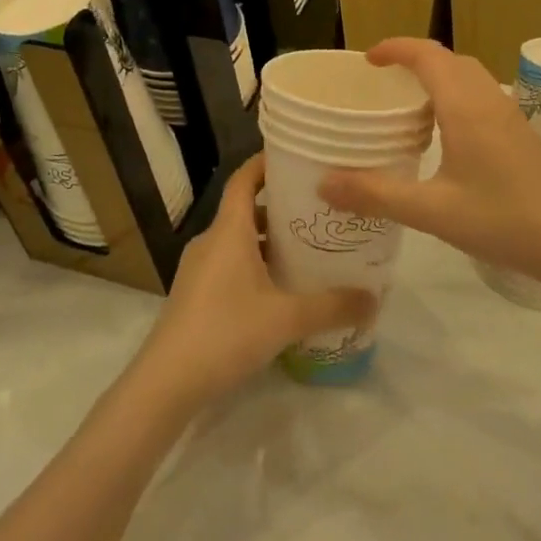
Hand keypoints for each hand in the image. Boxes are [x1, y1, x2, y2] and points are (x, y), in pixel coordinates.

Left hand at [137, 154, 376, 409]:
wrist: (166, 383)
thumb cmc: (226, 333)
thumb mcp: (287, 319)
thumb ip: (332, 306)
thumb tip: (373, 298)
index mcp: (228, 231)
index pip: (244, 178)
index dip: (266, 163)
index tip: (298, 158)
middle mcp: (211, 241)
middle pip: (245, 209)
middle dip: (280, 207)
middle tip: (320, 212)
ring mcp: (199, 269)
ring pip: (238, 240)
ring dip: (269, 240)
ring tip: (308, 250)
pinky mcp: (196, 294)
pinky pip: (230, 264)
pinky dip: (256, 264)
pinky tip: (281, 289)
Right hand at [319, 39, 540, 280]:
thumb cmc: (502, 220)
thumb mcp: (432, 212)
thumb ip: (376, 195)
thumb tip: (324, 183)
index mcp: (465, 107)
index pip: (427, 55)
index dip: (395, 48)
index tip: (367, 60)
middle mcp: (488, 100)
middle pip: (449, 60)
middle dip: (414, 59)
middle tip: (383, 81)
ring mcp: (509, 115)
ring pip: (469, 76)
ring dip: (438, 75)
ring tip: (408, 103)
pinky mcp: (520, 133)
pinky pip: (481, 95)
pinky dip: (455, 94)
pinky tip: (444, 133)